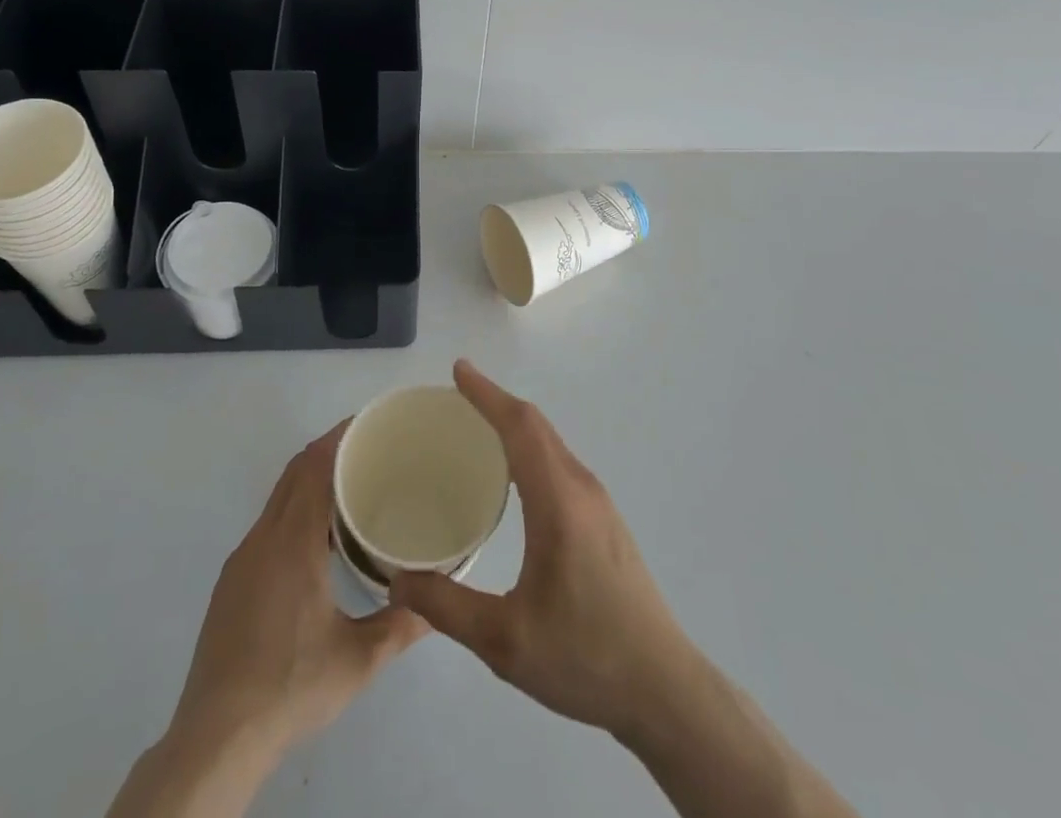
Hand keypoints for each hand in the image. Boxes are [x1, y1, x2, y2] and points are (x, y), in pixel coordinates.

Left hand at [171, 421, 426, 756]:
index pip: (313, 468)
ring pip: (278, 500)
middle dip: (327, 452)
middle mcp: (262, 540)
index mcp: (292, 544)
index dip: (338, 439)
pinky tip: (315, 541)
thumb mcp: (357, 660)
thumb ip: (401, 625)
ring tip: (348, 489)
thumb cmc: (291, 687)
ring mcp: (241, 561)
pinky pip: (267, 526)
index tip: (367, 425)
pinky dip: (293, 511)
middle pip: (294, 474)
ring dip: (309, 482)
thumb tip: (436, 605)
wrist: (216, 738)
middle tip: (367, 450)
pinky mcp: (231, 583)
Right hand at [389, 361, 698, 742]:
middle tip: (457, 395)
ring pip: (551, 443)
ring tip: (478, 428)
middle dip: (496, 402)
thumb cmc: (585, 657)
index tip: (458, 371)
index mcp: (558, 501)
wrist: (663, 689)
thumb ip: (447, 607)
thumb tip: (397, 580)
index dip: (487, 394)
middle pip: (536, 426)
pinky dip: (530, 448)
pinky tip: (513, 476)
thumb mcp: (505, 641)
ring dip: (515, 425)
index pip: (519, 427)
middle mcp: (581, 488)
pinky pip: (560, 463)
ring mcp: (598, 503)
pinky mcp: (605, 520)